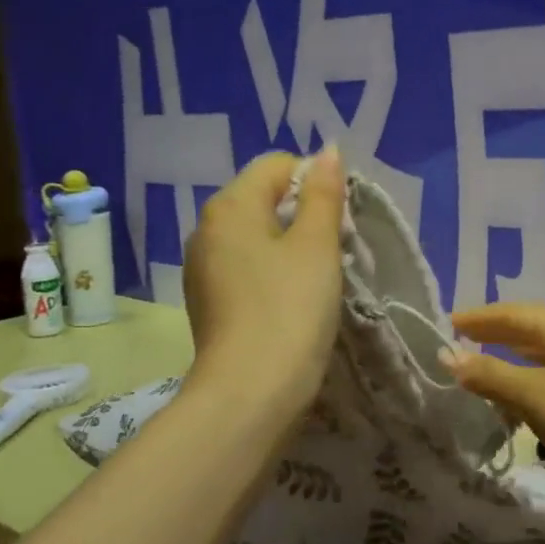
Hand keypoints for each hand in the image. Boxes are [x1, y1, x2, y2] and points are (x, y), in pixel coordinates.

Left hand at [182, 148, 344, 421]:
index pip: (278, 165)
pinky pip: (246, 266)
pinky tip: (291, 300)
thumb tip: (328, 151)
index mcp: (230, 205)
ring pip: (256, 235)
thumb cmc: (290, 308)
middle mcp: (207, 228)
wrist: (250, 392)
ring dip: (290, 244)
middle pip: (264, 198)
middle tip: (335, 248)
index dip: (317, 181)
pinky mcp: (208, 300)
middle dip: (304, 213)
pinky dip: (272, 271)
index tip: (341, 219)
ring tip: (317, 277)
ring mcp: (202, 267)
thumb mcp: (317, 245)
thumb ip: (324, 193)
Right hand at [443, 303, 544, 512]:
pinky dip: (527, 394)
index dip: (480, 317)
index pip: (514, 313)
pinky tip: (517, 414)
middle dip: (494, 338)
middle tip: (458, 347)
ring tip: (479, 380)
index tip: (446, 323)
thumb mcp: (535, 394)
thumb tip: (448, 355)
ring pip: (541, 363)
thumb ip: (491, 375)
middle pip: (530, 334)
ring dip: (510, 367)